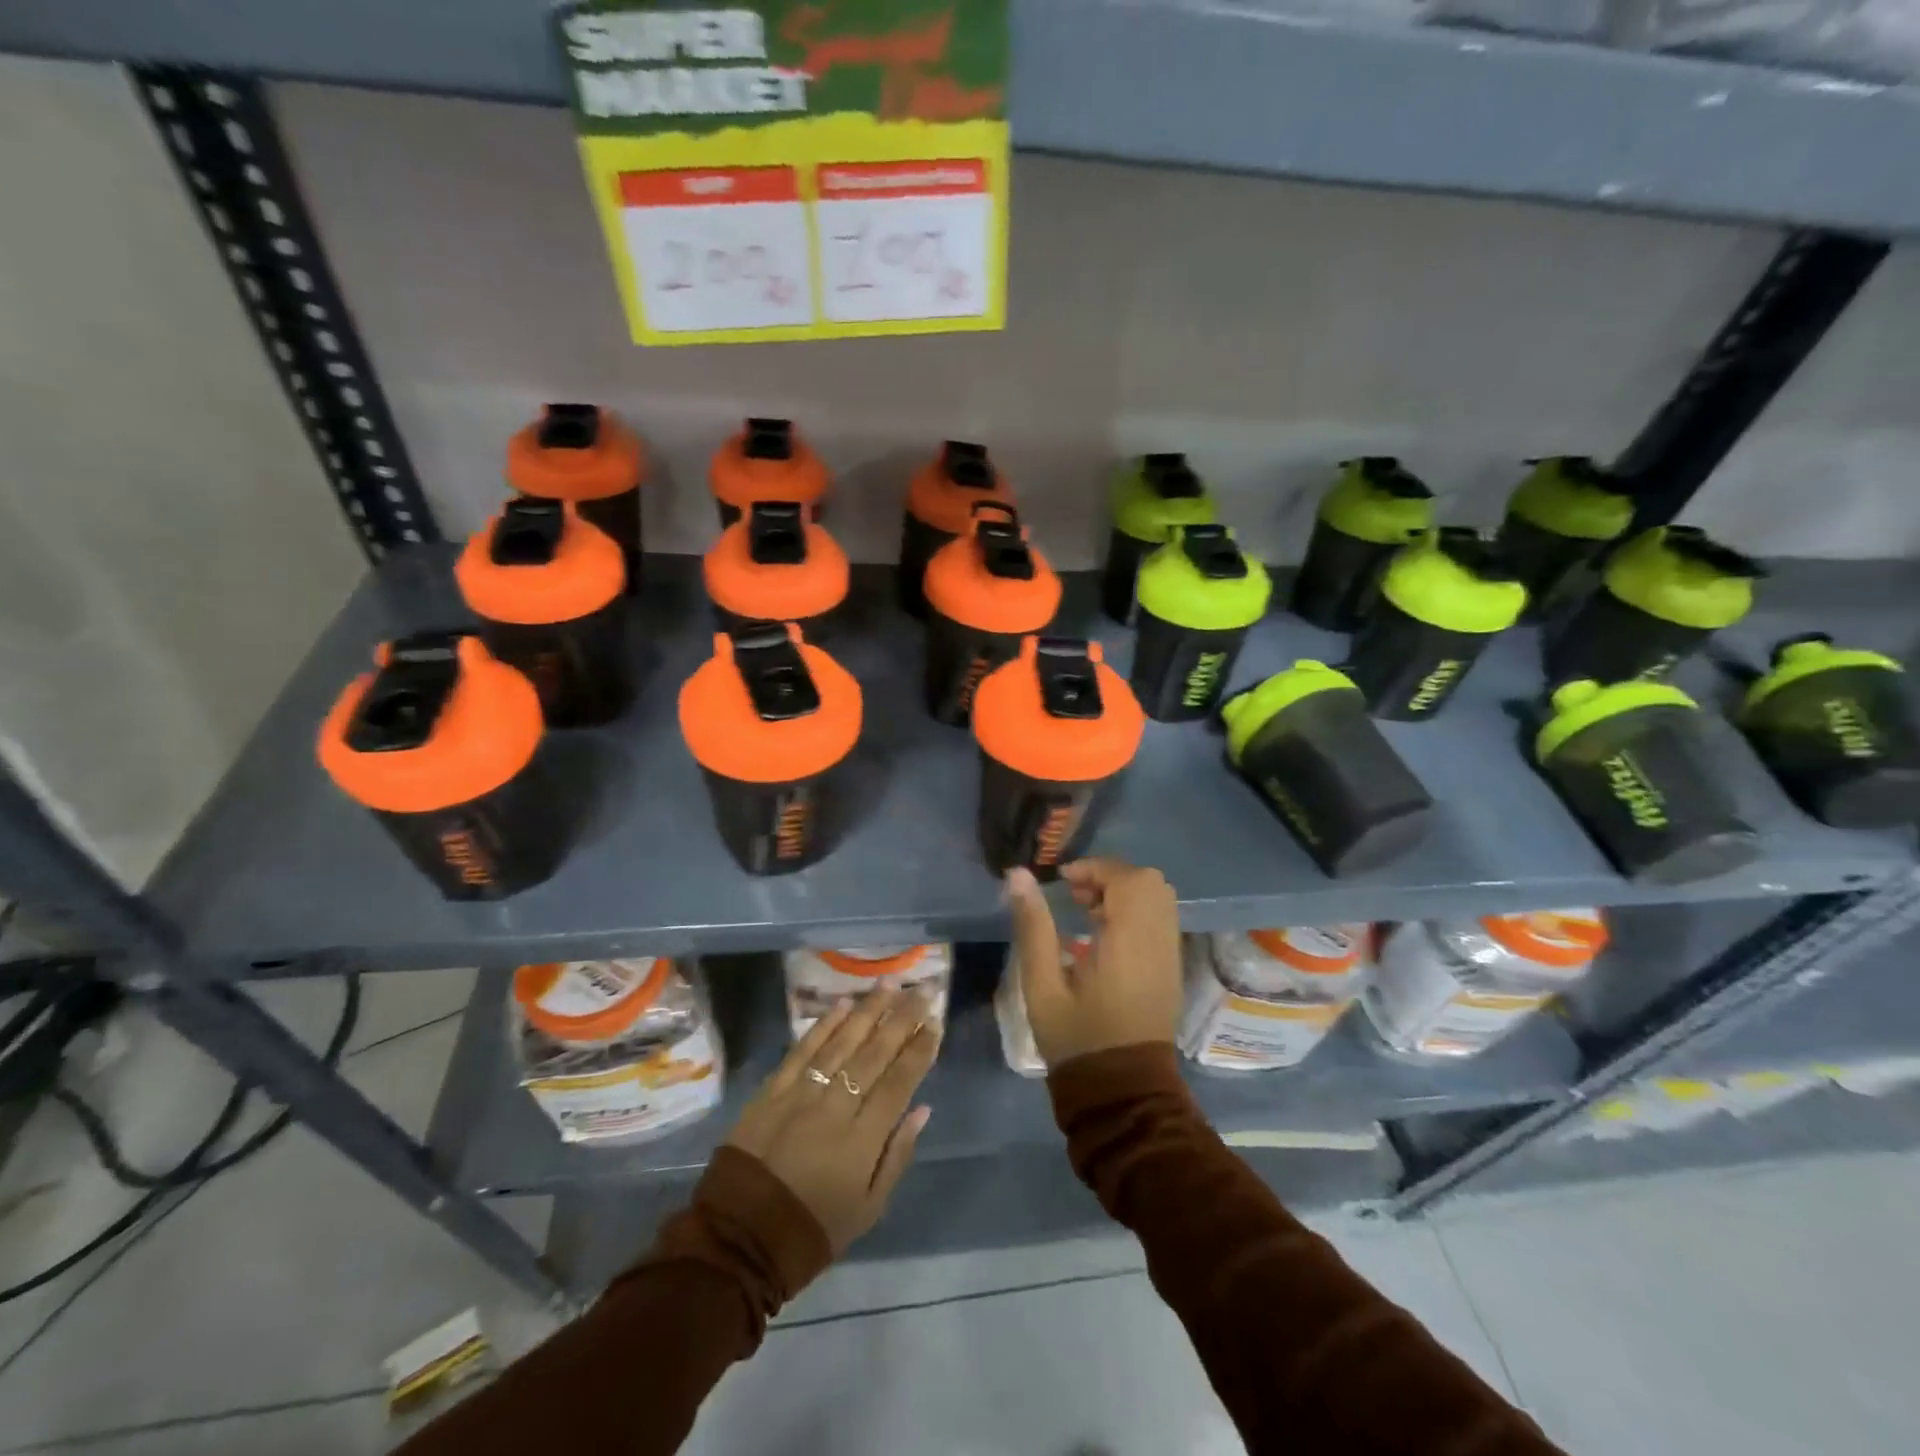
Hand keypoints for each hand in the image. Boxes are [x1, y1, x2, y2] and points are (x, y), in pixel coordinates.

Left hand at [724, 987, 938, 1254]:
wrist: (739, 1239)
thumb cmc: (813, 1228)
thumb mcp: (868, 1208)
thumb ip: (897, 1155)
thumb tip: (922, 1109)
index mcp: (863, 1139)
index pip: (900, 1082)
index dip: (920, 1050)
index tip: (935, 1023)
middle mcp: (835, 1106)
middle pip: (875, 1053)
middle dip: (902, 1019)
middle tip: (922, 991)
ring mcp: (801, 1093)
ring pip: (841, 1042)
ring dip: (868, 1010)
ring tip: (890, 985)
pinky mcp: (772, 1090)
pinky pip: (802, 1050)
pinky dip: (824, 1025)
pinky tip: (843, 1004)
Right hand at [1006, 859, 1182, 1067]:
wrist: (1122, 1094)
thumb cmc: (1076, 1040)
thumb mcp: (1042, 985)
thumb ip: (1033, 926)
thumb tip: (1018, 874)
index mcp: (1130, 944)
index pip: (1128, 880)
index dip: (1095, 869)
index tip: (1063, 881)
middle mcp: (1159, 943)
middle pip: (1149, 882)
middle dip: (1110, 876)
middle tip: (1075, 894)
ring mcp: (1170, 956)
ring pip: (1158, 898)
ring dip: (1123, 891)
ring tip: (1086, 910)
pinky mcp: (1171, 969)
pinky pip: (1160, 919)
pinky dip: (1135, 910)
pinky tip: (1104, 932)